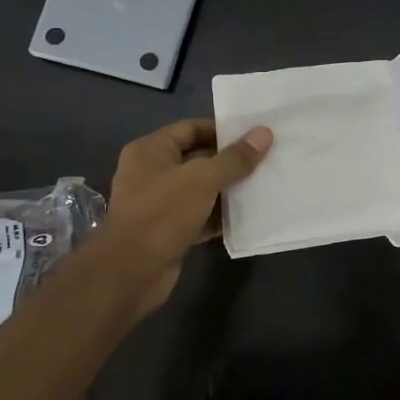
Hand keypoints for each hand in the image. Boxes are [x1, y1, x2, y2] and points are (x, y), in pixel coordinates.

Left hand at [99, 119, 271, 313]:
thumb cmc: (163, 212)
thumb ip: (235, 158)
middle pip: (198, 158)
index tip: (254, 134)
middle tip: (266, 158)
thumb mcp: (202, 179)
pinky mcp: (170, 230)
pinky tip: (250, 213)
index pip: (191, 128)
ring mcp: (160, 204)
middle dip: (230, 160)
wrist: (132, 271)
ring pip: (201, 189)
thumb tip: (264, 133)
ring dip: (229, 188)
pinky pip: (201, 215)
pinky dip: (221, 214)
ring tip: (264, 183)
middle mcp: (152, 173)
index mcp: (151, 151)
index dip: (222, 130)